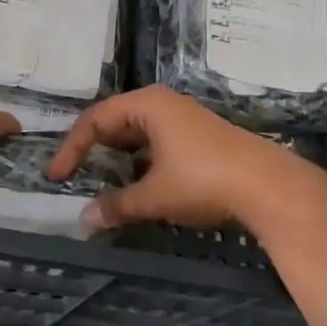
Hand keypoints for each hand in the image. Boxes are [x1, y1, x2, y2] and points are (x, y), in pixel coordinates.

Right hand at [46, 86, 319, 231]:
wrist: (270, 187)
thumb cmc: (203, 180)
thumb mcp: (154, 196)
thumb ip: (116, 206)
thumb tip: (84, 220)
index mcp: (147, 105)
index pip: (95, 120)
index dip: (72, 148)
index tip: (57, 177)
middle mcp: (164, 105)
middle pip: (116, 123)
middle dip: (95, 151)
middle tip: (77, 177)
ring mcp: (184, 121)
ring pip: (138, 136)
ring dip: (119, 161)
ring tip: (106, 186)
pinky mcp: (200, 139)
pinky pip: (158, 146)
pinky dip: (142, 165)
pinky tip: (142, 189)